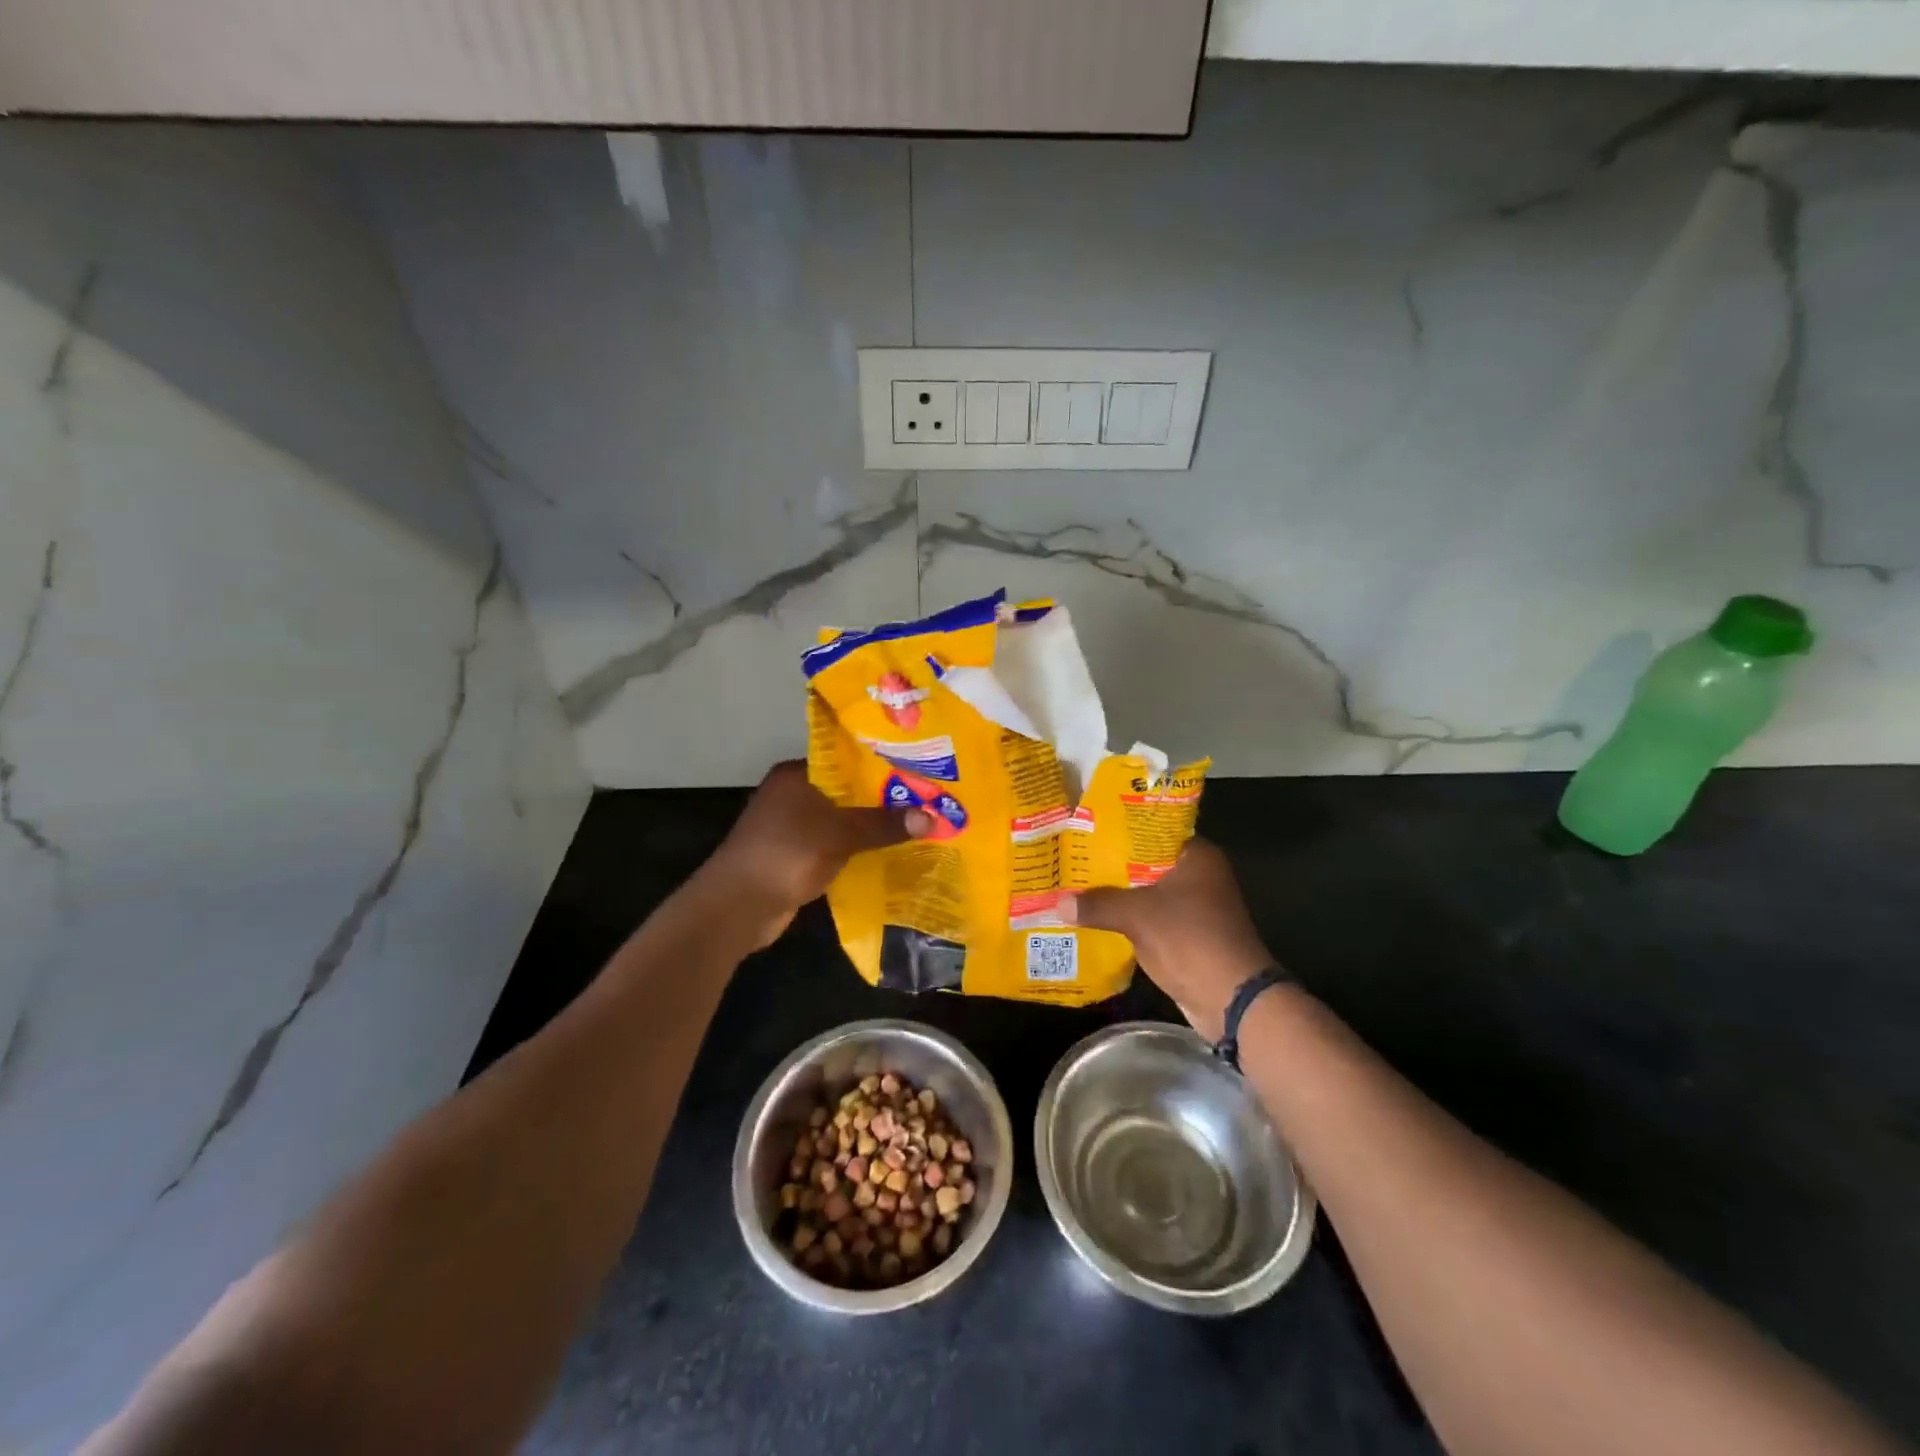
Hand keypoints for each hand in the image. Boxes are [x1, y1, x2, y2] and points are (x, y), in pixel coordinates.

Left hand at [702, 761, 931, 947]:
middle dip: (883, 797)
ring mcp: (792, 827)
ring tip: (917, 823)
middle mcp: (793, 794)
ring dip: (871, 826)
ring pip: (841, 820)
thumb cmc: (787, 854)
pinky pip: (835, 845)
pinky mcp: (795, 856)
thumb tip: (933, 817)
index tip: (917, 767)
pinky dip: (857, 849)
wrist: (738, 906)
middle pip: (846, 790)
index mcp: (797, 774)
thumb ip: (884, 823)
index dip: (881, 762)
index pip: (845, 758)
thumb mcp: (840, 834)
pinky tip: (889, 853)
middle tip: (927, 798)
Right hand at [1059, 838, 1274, 1039]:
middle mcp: (1198, 874)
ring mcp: (1194, 905)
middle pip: (1145, 861)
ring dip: (1116, 892)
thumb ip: (1098, 904)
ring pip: (1145, 890)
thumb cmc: (1190, 940)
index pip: (1151, 830)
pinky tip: (1094, 915)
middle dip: (1110, 863)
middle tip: (1071, 855)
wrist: (1231, 999)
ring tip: (1074, 883)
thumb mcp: (1138, 916)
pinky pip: (1149, 915)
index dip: (1118, 829)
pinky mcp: (1186, 932)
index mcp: (1196, 855)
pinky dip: (1126, 916)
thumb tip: (1058, 903)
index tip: (1085, 827)